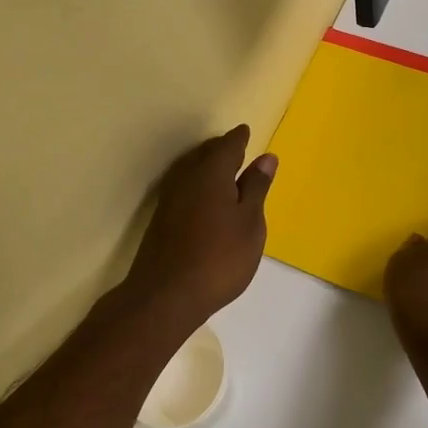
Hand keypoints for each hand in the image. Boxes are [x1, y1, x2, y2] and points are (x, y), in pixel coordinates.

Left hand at [125, 126, 276, 329]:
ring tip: (224, 171)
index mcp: (211, 172)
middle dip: (222, 149)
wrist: (165, 295)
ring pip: (191, 170)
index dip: (239, 138)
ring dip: (207, 165)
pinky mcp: (161, 219)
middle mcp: (186, 177)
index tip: (246, 132)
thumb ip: (256, 188)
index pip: (228, 145)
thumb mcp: (249, 223)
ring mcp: (169, 198)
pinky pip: (183, 187)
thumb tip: (266, 158)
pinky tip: (205, 199)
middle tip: (237, 148)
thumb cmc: (219, 258)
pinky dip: (197, 184)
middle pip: (206, 154)